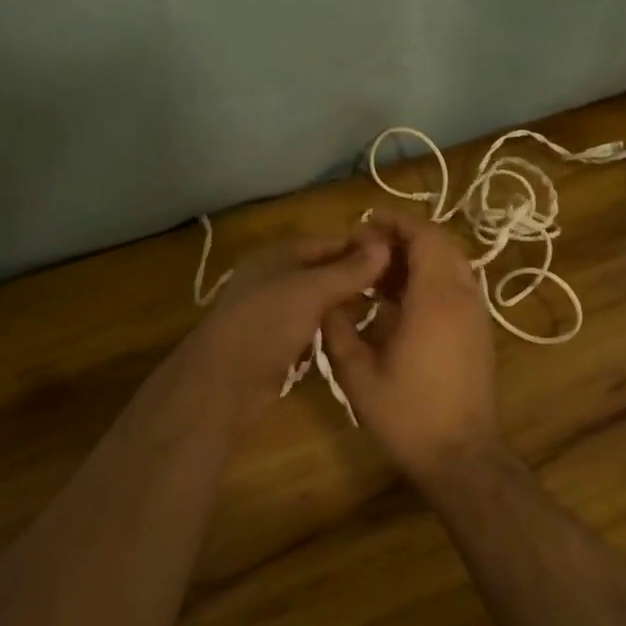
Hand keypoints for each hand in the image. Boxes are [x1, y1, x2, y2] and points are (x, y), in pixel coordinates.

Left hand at [175, 229, 390, 431]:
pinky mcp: (279, 344)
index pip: (327, 243)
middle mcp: (274, 279)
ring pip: (319, 302)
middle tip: (401, 287)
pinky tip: (361, 336)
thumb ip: (347, 270)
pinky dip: (333, 331)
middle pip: (323, 272)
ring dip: (348, 306)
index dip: (361, 248)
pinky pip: (313, 330)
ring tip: (390, 310)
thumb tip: (385, 246)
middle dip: (358, 278)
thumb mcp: (309, 290)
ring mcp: (275, 314)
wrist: (224, 383)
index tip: (401, 257)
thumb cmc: (265, 324)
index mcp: (276, 255)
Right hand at [322, 210, 501, 483]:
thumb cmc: (407, 415)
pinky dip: (430, 279)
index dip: (395, 222)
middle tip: (368, 245)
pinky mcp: (478, 332)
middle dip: (405, 236)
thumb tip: (327, 302)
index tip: (365, 222)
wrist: (461, 457)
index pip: (424, 237)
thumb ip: (338, 329)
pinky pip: (456, 287)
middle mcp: (462, 297)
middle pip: (441, 244)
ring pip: (451, 265)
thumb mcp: (357, 374)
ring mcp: (476, 315)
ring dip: (418, 257)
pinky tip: (399, 301)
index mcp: (435, 299)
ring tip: (378, 271)